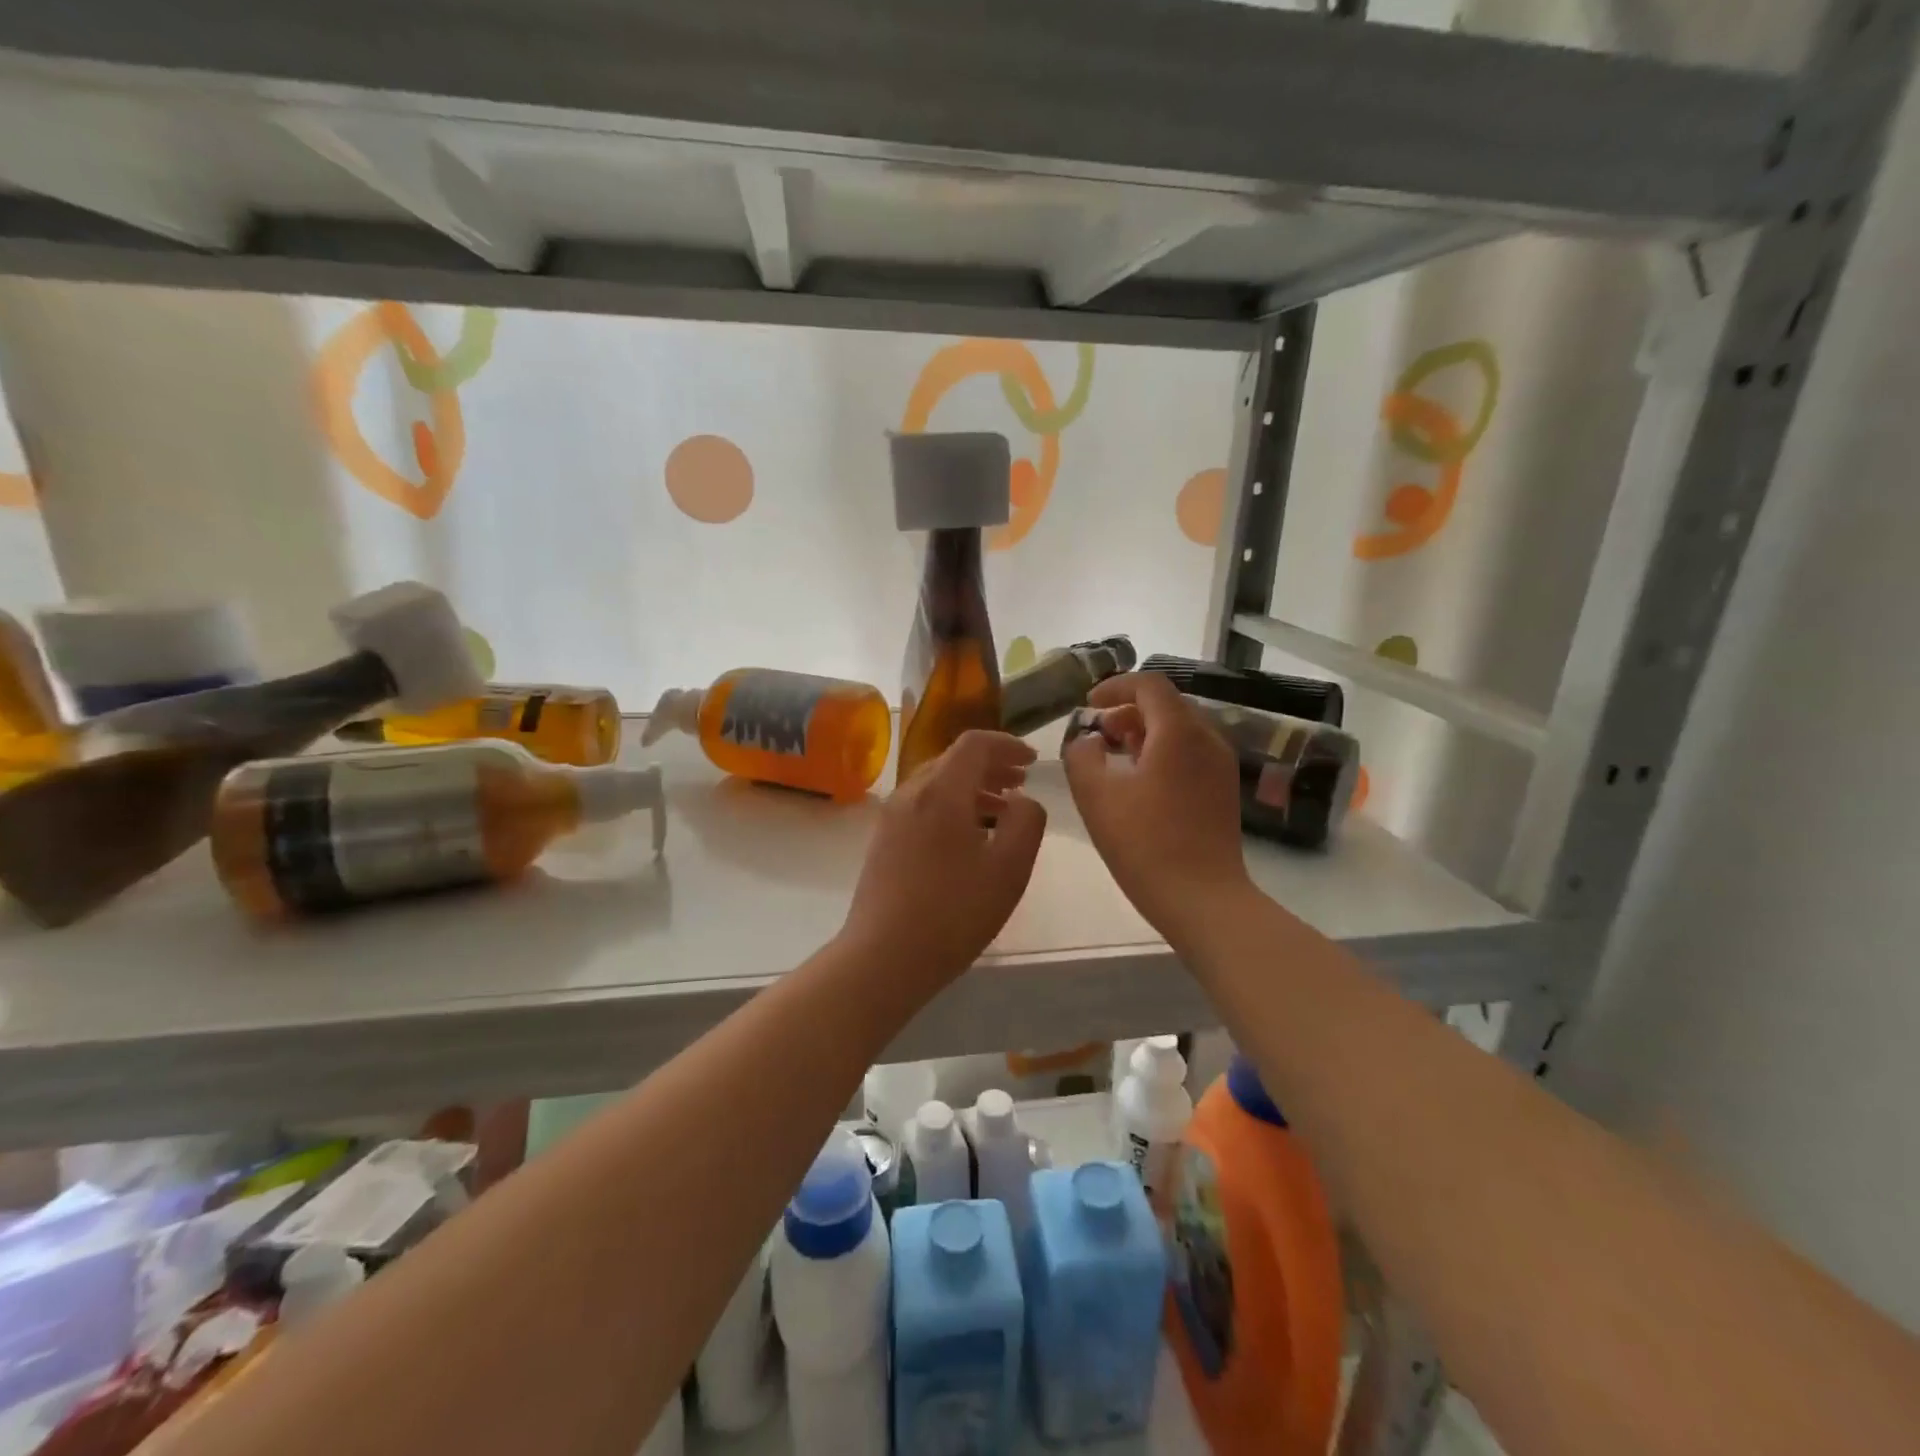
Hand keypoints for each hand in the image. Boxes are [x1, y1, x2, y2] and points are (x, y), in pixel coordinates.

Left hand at [839, 730, 1046, 986]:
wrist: (883, 957)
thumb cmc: (953, 912)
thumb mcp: (1009, 868)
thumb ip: (1026, 822)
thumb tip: (1022, 801)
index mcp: (941, 791)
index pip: (974, 744)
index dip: (1007, 745)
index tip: (1031, 762)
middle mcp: (910, 793)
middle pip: (953, 760)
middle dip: (991, 765)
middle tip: (1020, 782)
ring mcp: (891, 817)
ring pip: (936, 784)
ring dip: (972, 787)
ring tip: (1001, 811)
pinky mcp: (883, 841)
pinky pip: (923, 806)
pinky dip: (951, 806)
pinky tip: (968, 837)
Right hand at [1063, 672, 1252, 936]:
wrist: (1202, 898)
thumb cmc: (1144, 843)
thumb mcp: (1096, 796)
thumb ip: (1082, 755)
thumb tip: (1088, 739)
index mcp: (1178, 732)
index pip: (1148, 685)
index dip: (1114, 687)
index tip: (1088, 706)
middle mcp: (1207, 738)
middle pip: (1167, 704)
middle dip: (1128, 710)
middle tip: (1099, 734)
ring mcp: (1221, 764)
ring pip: (1181, 729)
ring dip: (1146, 732)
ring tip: (1117, 757)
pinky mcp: (1224, 789)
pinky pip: (1191, 752)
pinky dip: (1164, 751)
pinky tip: (1142, 783)